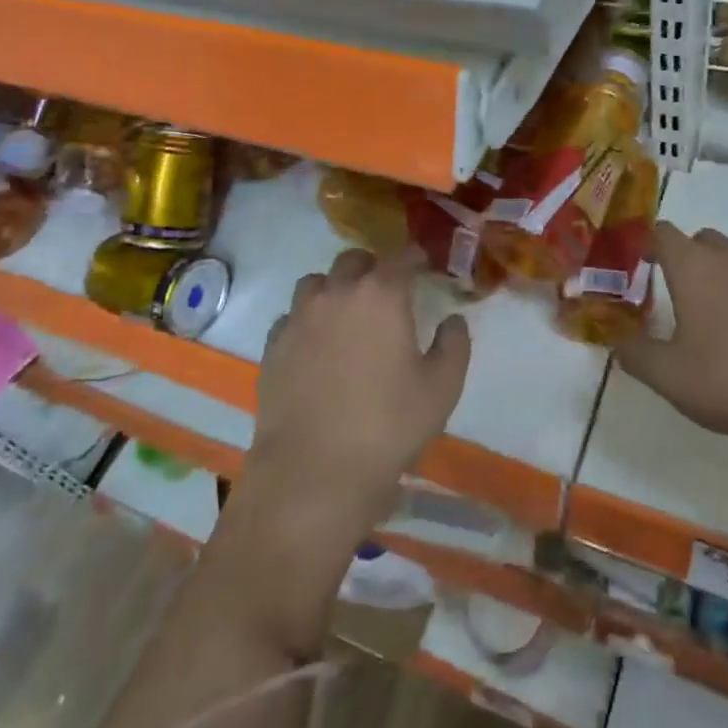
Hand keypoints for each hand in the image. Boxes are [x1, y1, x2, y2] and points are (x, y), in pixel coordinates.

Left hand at [248, 249, 471, 537]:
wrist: (314, 470)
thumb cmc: (389, 425)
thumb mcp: (442, 388)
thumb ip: (454, 344)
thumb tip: (452, 320)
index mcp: (381, 295)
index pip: (401, 258)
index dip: (415, 258)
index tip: (423, 265)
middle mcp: (337, 293)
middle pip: (354, 260)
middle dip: (373, 267)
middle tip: (385, 290)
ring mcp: (299, 317)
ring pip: (317, 283)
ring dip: (335, 288)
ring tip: (347, 313)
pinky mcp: (273, 345)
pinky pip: (292, 316)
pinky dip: (308, 319)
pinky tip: (316, 344)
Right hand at [614, 223, 727, 461]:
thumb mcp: (671, 378)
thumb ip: (635, 356)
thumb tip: (616, 344)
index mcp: (696, 269)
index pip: (663, 233)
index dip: (648, 244)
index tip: (641, 263)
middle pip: (704, 241)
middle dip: (689, 259)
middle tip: (682, 297)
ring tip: (726, 323)